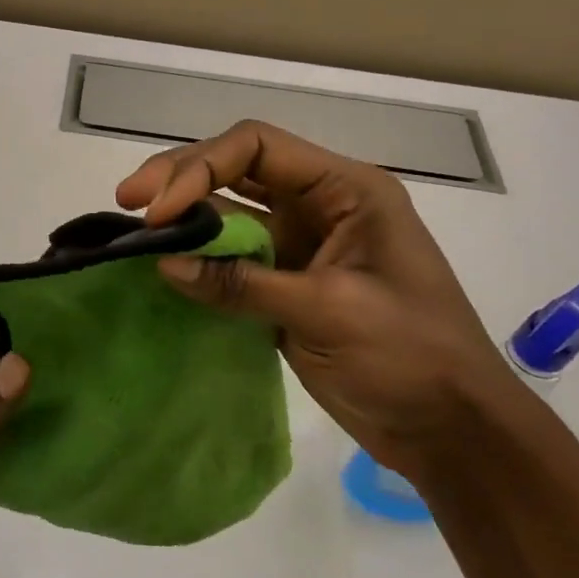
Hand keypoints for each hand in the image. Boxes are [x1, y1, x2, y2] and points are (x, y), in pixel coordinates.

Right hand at [115, 120, 522, 478]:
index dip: (200, 168)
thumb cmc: (411, 356)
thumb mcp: (328, 312)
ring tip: (134, 231)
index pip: (257, 147)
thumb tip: (164, 264)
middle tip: (127, 202)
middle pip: (235, 169)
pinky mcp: (285, 283)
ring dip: (184, 218)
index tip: (160, 210)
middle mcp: (320, 204)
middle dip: (180, 180)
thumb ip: (243, 283)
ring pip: (228, 211)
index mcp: (345, 190)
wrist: (450, 429)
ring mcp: (300, 244)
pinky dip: (197, 259)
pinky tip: (162, 265)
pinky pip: (231, 257)